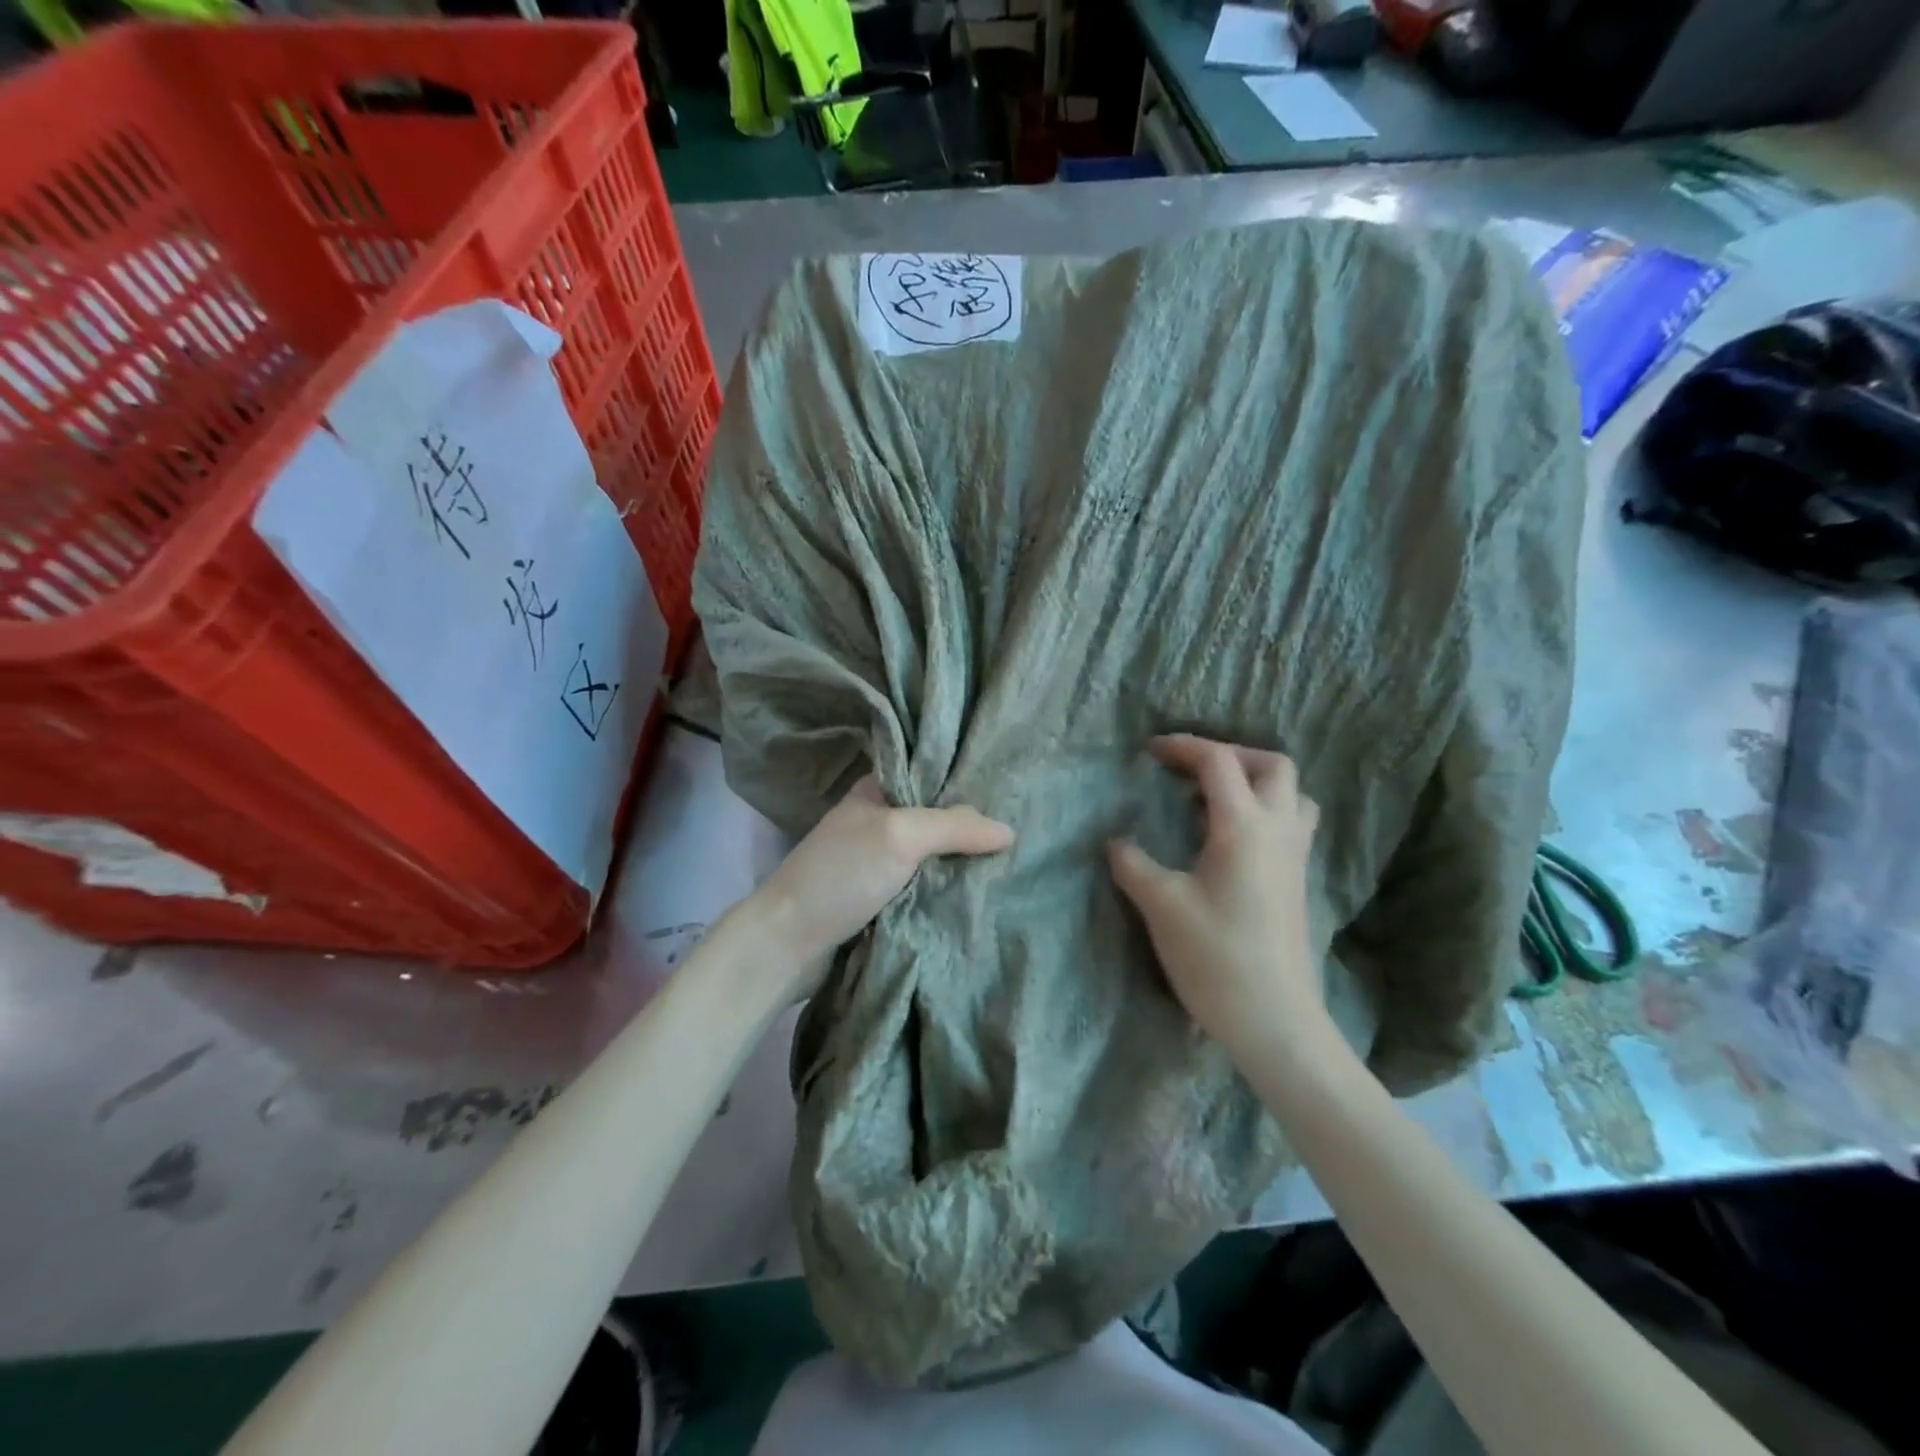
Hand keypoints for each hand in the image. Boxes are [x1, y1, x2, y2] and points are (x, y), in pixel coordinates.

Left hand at [753, 776, 1013, 983]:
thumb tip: (1009, 831)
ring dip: (964, 860)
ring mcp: (880, 861)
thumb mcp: (899, 836)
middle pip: (938, 817)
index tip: (1013, 789)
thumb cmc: (840, 874)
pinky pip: (927, 885)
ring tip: (1014, 860)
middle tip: (1022, 831)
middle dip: (973, 826)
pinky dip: (949, 888)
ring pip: (935, 854)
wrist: (787, 943)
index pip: (932, 774)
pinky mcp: (883, 897)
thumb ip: (953, 826)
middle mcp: (880, 819)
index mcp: (877, 790)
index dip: (968, 780)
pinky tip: (983, 890)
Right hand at [1108, 735, 1325, 1061]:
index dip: (1183, 747)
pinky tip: (1228, 838)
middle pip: (1273, 765)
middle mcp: (1279, 831)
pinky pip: (1291, 823)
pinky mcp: (1297, 881)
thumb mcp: (1162, 906)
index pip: (1219, 762)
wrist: (1274, 1020)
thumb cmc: (1216, 957)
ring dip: (1256, 782)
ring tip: (1214, 799)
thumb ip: (1134, 865)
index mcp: (1244, 827)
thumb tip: (1116, 843)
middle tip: (1191, 770)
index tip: (1150, 751)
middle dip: (1231, 754)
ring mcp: (1294, 857)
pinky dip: (1263, 810)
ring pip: (1292, 794)